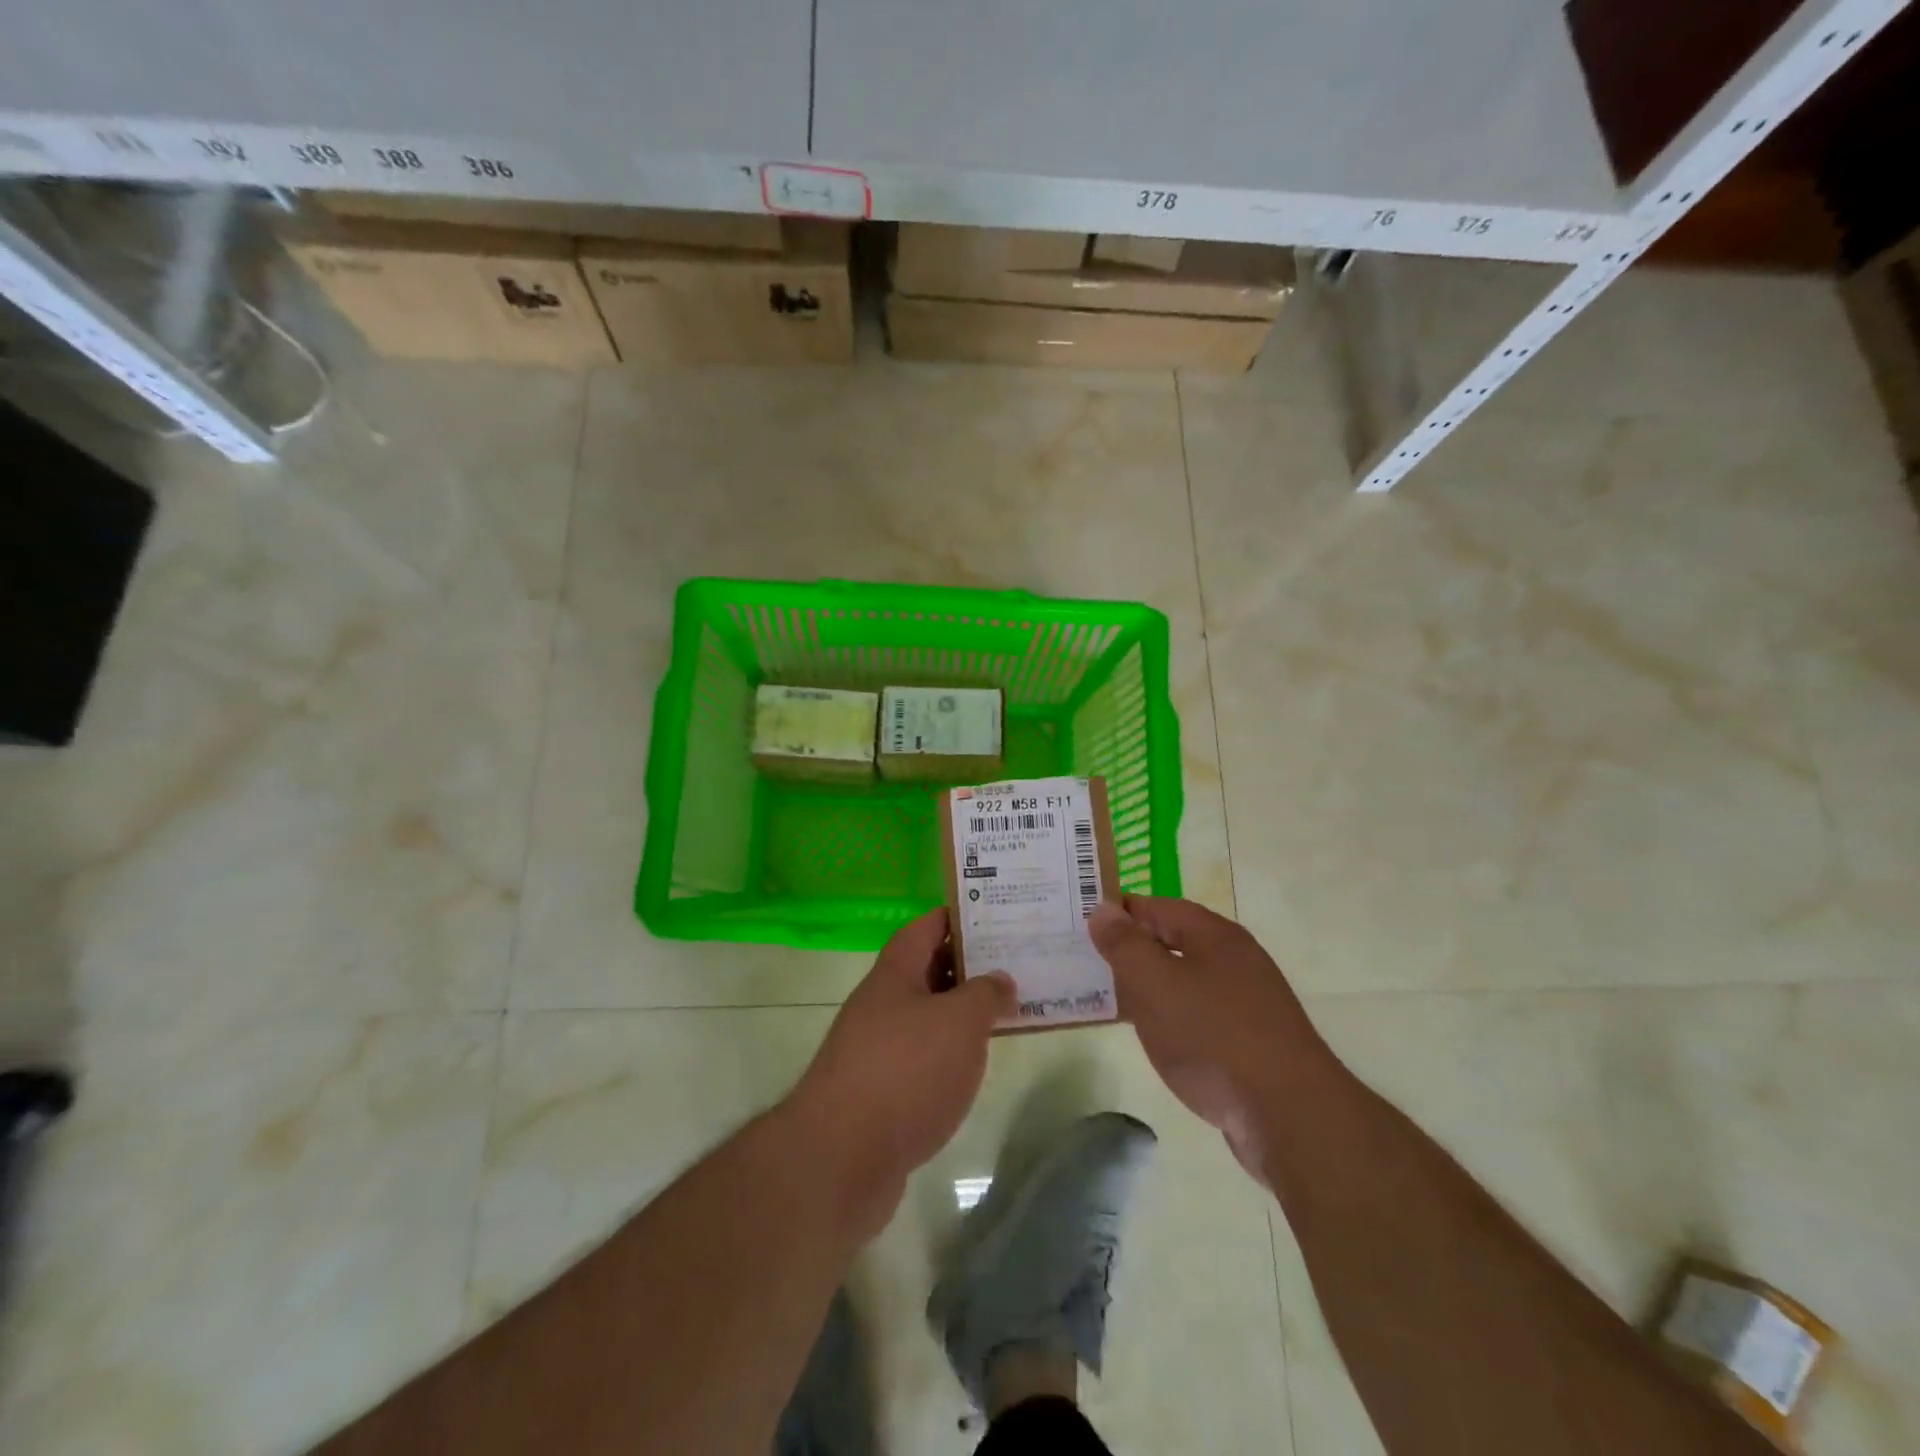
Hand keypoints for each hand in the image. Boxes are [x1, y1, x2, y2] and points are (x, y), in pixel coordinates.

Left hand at [787, 909, 1013, 1237]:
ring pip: (927, 1017)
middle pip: (927, 971)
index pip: (925, 928)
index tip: (994, 915)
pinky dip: (951, 1054)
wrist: (841, 1158)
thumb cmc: (905, 1070)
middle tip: (1016, 963)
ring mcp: (877, 1049)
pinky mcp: (881, 1093)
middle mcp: (881, 1004)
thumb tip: (1001, 979)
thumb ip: (986, 994)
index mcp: (894, 974)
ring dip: (962, 1013)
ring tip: (1007, 1010)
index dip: (957, 917)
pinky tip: (976, 1065)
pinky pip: (924, 1058)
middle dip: (968, 966)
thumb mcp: (959, 1021)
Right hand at [1088, 897, 1339, 1181]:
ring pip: (1186, 980)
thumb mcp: (1155, 983)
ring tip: (1111, 999)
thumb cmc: (1213, 1037)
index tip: (1082, 924)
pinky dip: (1172, 1017)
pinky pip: (1200, 1015)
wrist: (1289, 1116)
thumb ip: (1125, 944)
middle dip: (1132, 950)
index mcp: (1214, 935)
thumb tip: (1103, 910)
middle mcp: (1235, 959)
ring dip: (1150, 986)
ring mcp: (1248, 1002)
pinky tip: (1155, 1037)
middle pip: (1173, 941)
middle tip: (1088, 962)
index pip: (1157, 907)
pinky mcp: (1252, 1042)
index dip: (1120, 912)